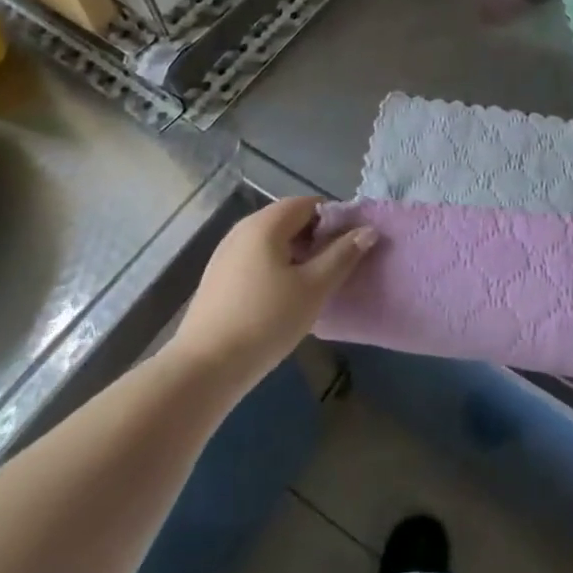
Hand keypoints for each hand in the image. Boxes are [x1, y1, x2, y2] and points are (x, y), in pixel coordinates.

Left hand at [166, 197, 375, 395]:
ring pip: (273, 241)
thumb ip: (343, 254)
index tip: (350, 247)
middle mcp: (242, 229)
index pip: (310, 203)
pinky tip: (283, 298)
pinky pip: (256, 259)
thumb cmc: (266, 320)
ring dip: (297, 255)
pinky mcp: (218, 277)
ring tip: (313, 285)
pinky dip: (276, 267)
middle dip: (317, 238)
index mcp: (266, 223)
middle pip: (290, 220)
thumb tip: (368, 230)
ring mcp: (226, 253)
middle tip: (336, 267)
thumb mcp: (314, 287)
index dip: (335, 220)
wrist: (205, 368)